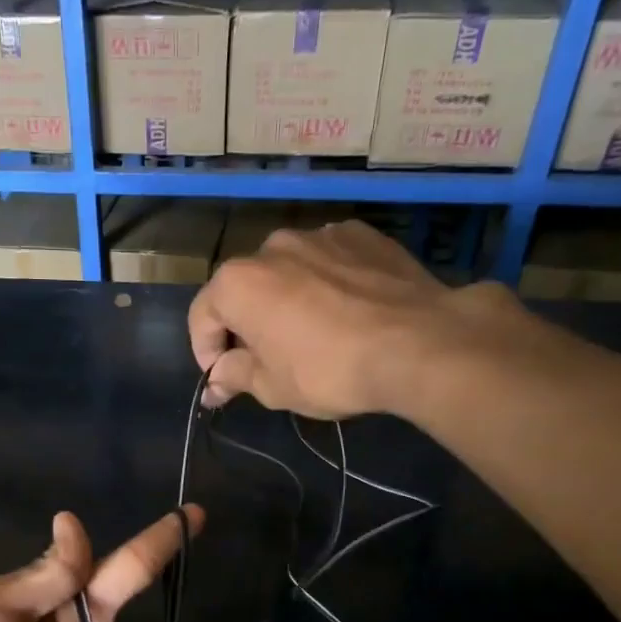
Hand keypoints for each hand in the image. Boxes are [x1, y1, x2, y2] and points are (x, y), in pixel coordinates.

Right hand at [189, 221, 530, 417]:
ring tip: (311, 335)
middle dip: (246, 324)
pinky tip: (346, 313)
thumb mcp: (272, 387)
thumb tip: (215, 383)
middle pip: (244, 289)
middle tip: (267, 361)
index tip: (225, 381)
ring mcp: (320, 234)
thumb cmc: (328, 370)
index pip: (202, 316)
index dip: (206, 353)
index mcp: (238, 282)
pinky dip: (325, 284)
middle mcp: (272, 246)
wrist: (418, 342)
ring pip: (287, 271)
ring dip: (286, 300)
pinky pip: (328, 261)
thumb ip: (234, 376)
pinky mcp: (362, 234)